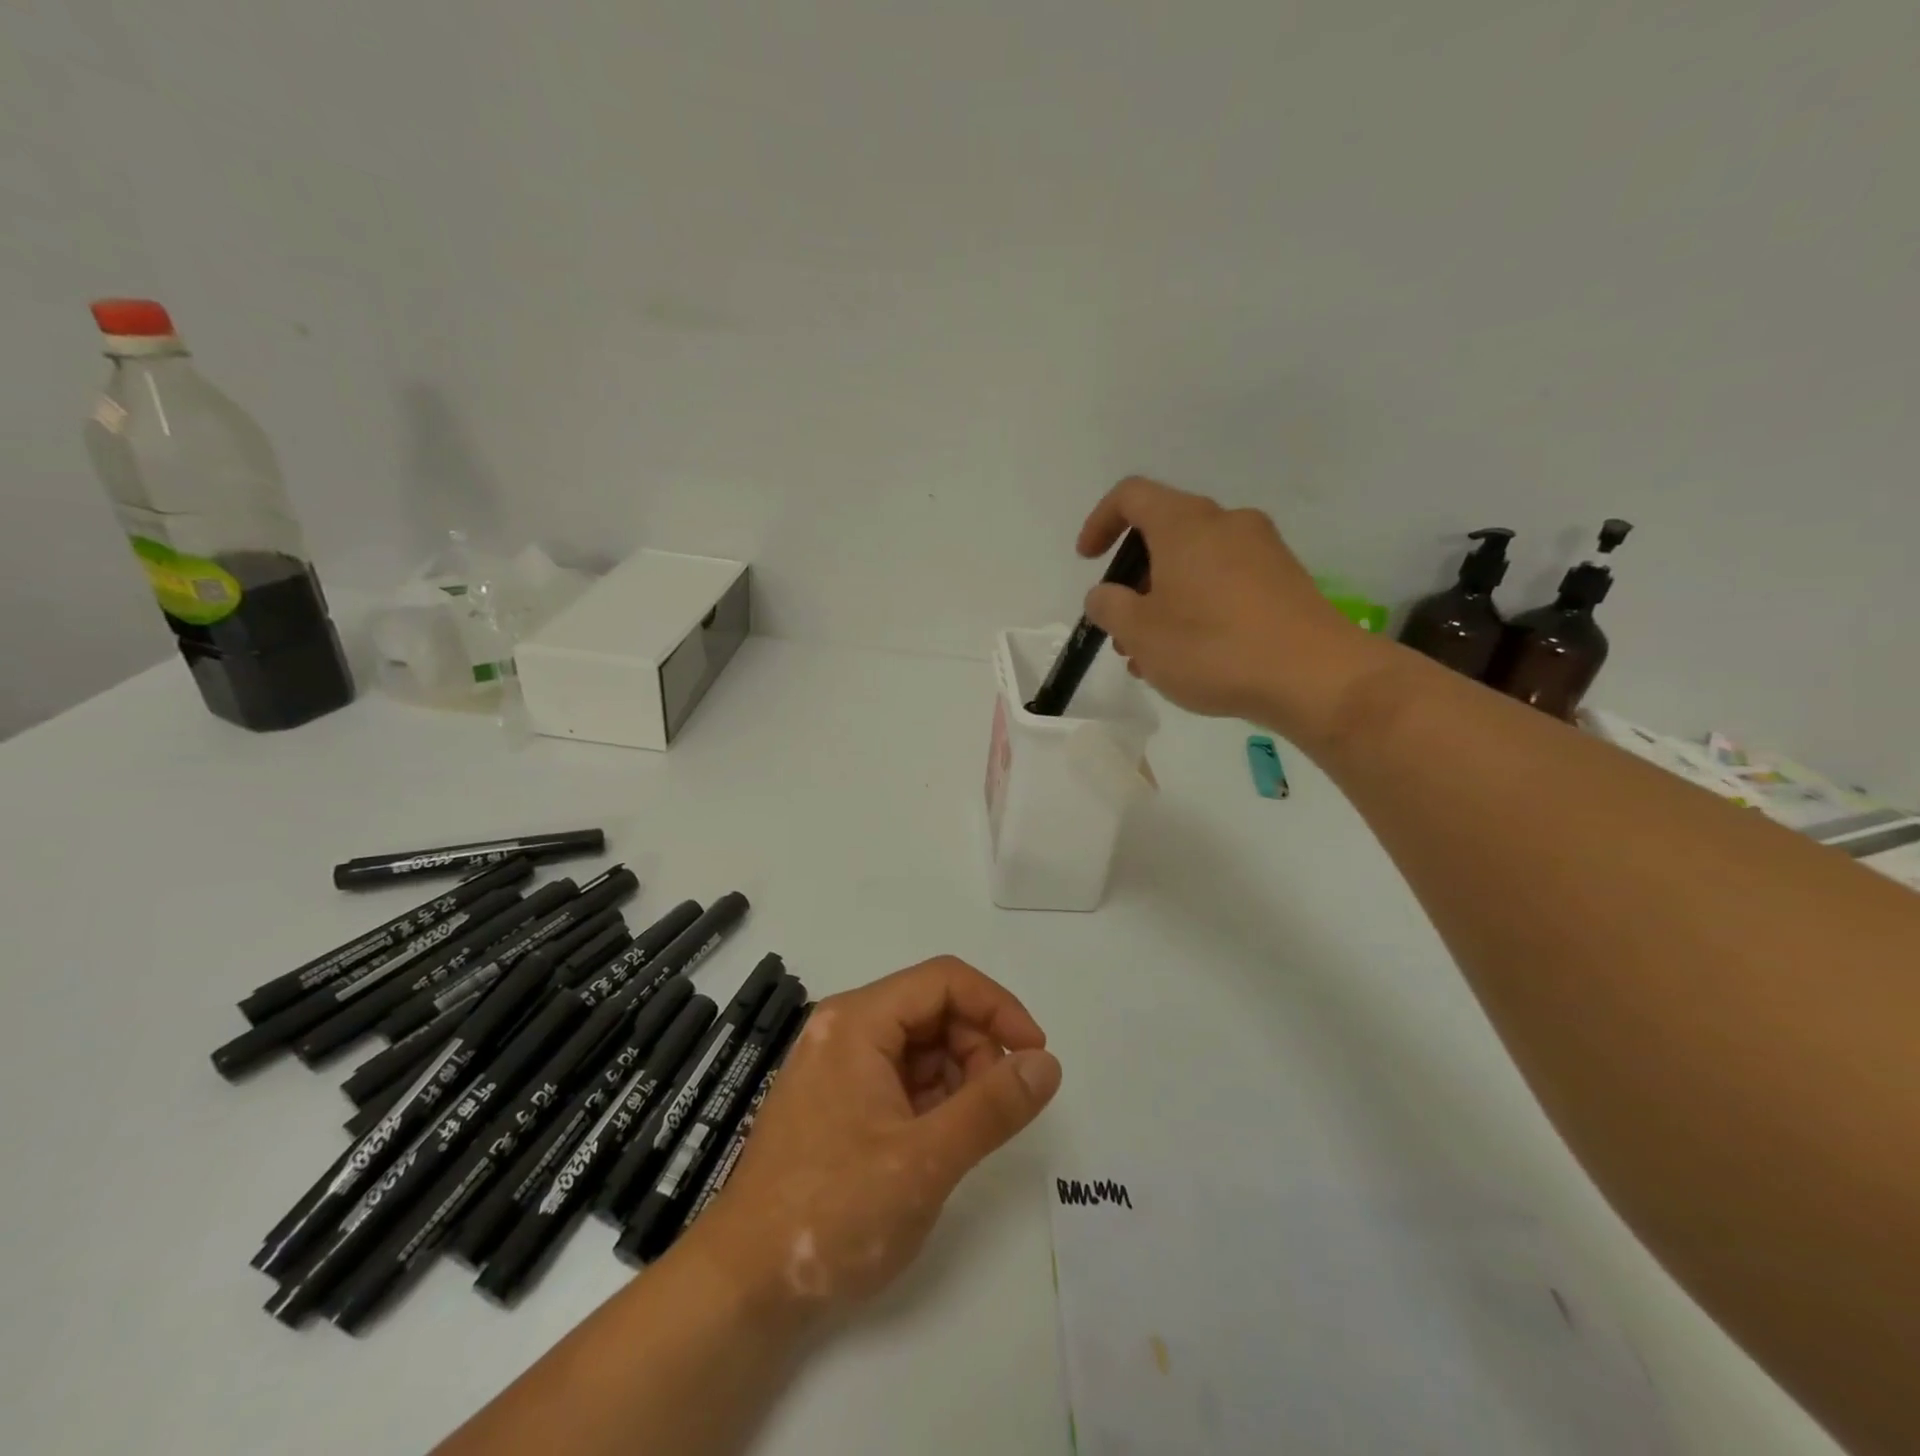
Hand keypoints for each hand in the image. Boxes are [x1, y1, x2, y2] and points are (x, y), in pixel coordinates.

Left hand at [693, 957, 1060, 1319]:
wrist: (744, 1287)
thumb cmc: (833, 1212)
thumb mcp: (925, 1160)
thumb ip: (992, 1106)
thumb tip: (1047, 1063)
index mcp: (858, 1021)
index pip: (944, 980)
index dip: (998, 1007)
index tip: (1035, 1054)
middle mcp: (845, 1028)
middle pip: (933, 1008)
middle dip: (978, 1047)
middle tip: (998, 1106)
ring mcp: (838, 1064)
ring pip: (920, 1044)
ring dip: (958, 1076)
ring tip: (966, 1132)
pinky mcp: (837, 1099)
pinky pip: (900, 1076)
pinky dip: (932, 1098)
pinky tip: (938, 1141)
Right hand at [1078, 476, 1389, 741]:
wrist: (1314, 676)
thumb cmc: (1213, 647)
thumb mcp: (1140, 633)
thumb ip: (1109, 607)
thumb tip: (1105, 595)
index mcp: (1185, 523)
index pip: (1131, 495)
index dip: (1100, 522)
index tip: (1087, 561)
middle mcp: (1225, 523)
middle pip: (1164, 534)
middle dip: (1133, 579)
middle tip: (1121, 626)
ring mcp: (1262, 550)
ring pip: (1194, 564)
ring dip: (1163, 601)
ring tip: (1151, 654)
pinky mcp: (1284, 581)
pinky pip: (1225, 582)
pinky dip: (1197, 608)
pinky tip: (1192, 656)